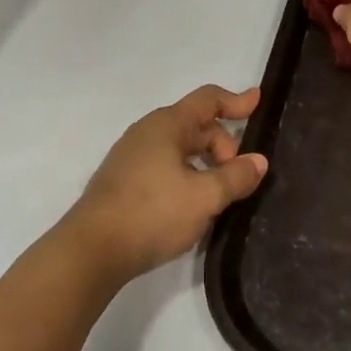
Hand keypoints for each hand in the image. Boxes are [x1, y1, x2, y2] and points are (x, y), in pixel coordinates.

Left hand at [60, 86, 268, 285]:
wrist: (92, 250)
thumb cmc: (152, 213)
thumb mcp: (204, 197)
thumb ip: (235, 177)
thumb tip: (258, 161)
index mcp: (167, 125)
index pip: (207, 100)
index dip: (236, 100)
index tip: (258, 101)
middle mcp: (147, 133)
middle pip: (196, 126)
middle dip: (224, 144)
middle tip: (240, 177)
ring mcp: (132, 157)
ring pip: (181, 149)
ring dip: (206, 163)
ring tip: (221, 193)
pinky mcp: (124, 181)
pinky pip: (166, 166)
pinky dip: (187, 176)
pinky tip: (194, 204)